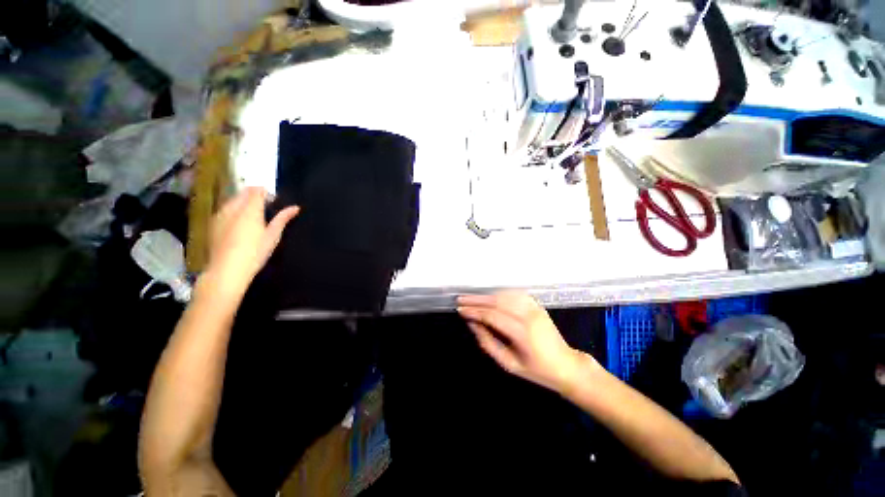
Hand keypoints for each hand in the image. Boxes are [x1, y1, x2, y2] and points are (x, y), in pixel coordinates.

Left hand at [205, 187, 299, 297]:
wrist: (227, 270)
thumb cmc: (255, 252)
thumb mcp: (273, 236)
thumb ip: (283, 219)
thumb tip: (295, 207)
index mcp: (250, 209)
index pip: (256, 191)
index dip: (265, 192)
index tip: (274, 200)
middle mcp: (233, 208)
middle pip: (243, 193)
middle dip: (254, 196)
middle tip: (265, 208)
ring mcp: (220, 215)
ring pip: (232, 200)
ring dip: (243, 203)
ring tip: (252, 217)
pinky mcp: (213, 224)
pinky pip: (224, 210)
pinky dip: (233, 211)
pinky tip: (239, 225)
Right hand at [457, 291, 596, 393]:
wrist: (566, 365)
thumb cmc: (537, 370)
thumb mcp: (509, 364)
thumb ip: (488, 343)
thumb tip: (473, 325)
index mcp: (522, 333)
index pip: (492, 316)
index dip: (474, 312)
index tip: (460, 311)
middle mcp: (528, 316)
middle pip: (497, 302)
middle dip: (476, 300)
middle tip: (461, 300)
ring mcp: (535, 308)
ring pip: (505, 295)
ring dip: (486, 295)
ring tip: (471, 298)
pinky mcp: (537, 305)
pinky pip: (515, 294)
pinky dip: (500, 293)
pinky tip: (491, 296)